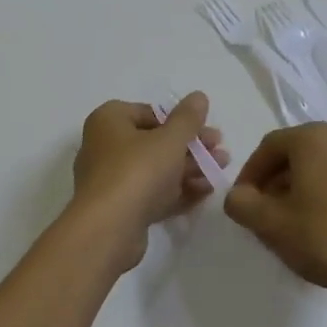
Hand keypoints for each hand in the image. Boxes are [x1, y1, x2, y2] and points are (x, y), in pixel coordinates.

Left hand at [69, 93, 226, 272]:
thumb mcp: (170, 139)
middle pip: (155, 142)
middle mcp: (105, 146)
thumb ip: (188, 118)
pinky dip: (177, 191)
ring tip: (221, 170)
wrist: (107, 230)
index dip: (182, 121)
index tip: (208, 129)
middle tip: (221, 151)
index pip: (150, 113)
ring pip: (156, 169)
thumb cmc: (137, 171)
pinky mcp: (120, 209)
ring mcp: (111, 180)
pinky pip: (152, 194)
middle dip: (191, 147)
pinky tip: (206, 192)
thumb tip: (198, 96)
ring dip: (189, 169)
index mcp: (110, 120)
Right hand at [224, 123, 326, 304]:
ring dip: (301, 190)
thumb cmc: (326, 239)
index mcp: (313, 139)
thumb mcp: (270, 224)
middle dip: (275, 183)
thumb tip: (238, 196)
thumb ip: (242, 204)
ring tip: (295, 226)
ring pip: (321, 169)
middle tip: (266, 216)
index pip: (268, 147)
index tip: (243, 204)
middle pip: (296, 155)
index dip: (249, 175)